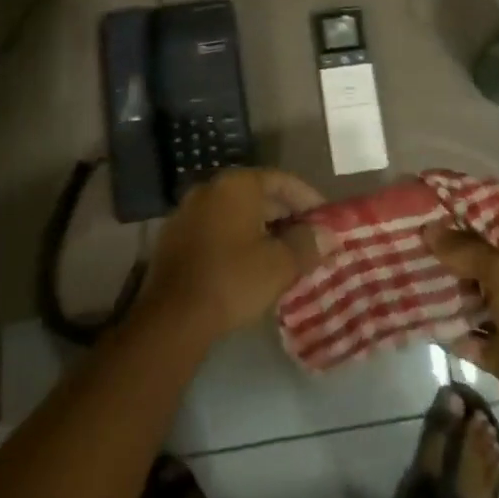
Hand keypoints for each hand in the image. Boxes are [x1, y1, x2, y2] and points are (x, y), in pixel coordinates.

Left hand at [141, 168, 324, 343]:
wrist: (171, 317)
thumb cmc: (232, 281)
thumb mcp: (279, 265)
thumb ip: (306, 244)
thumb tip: (327, 235)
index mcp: (237, 184)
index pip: (282, 180)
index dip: (308, 198)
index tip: (326, 219)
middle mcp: (211, 187)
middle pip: (257, 193)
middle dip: (285, 214)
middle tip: (308, 237)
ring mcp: (188, 210)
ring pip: (235, 212)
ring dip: (260, 227)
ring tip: (283, 252)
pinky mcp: (175, 237)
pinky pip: (216, 228)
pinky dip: (236, 238)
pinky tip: (248, 263)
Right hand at [426, 226, 498, 465]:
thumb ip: (466, 250)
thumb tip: (429, 228)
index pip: (490, 231)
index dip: (459, 224)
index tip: (423, 217)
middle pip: (477, 266)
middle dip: (445, 259)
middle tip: (406, 247)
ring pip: (471, 302)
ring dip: (444, 295)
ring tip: (405, 279)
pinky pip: (470, 338)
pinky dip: (449, 332)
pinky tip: (420, 321)